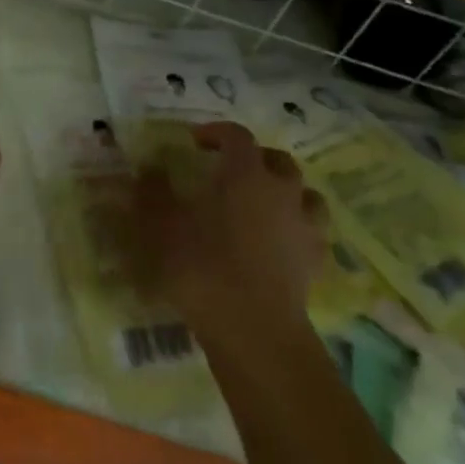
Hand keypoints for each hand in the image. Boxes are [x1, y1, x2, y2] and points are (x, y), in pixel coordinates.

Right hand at [129, 123, 327, 337]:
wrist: (254, 331)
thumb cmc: (203, 267)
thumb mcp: (162, 225)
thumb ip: (153, 192)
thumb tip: (149, 170)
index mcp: (245, 173)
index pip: (237, 136)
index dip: (216, 132)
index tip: (195, 142)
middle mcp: (281, 191)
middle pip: (278, 160)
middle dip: (255, 158)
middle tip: (231, 169)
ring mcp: (304, 227)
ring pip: (305, 194)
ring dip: (285, 191)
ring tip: (264, 203)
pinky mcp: (315, 262)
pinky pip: (312, 233)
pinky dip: (298, 228)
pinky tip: (280, 242)